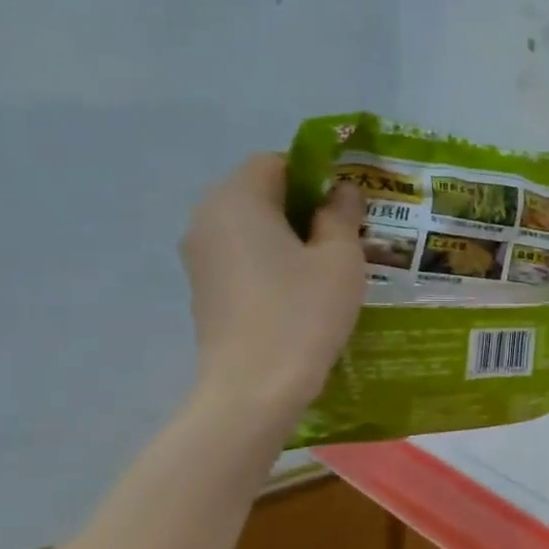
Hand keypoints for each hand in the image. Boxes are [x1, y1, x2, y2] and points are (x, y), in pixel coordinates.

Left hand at [180, 153, 367, 419]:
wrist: (255, 387)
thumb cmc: (303, 312)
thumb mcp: (340, 258)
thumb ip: (341, 214)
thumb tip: (341, 190)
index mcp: (238, 199)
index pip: (275, 161)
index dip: (316, 173)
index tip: (349, 202)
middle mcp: (207, 218)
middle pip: (260, 192)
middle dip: (305, 204)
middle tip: (348, 231)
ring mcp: (200, 256)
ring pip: (252, 226)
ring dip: (290, 234)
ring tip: (331, 263)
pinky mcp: (205, 288)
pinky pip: (242, 255)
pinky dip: (272, 259)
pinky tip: (304, 289)